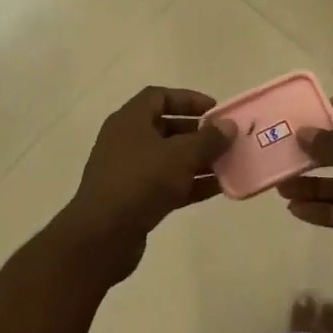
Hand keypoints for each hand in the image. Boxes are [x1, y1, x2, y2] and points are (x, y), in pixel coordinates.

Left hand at [60, 87, 235, 282]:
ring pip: (169, 158)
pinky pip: (167, 184)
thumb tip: (228, 126)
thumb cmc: (141, 182)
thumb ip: (208, 139)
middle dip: (198, 133)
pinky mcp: (134, 199)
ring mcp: (129, 172)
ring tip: (229, 164)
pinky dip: (190, 183)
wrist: (103, 236)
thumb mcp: (180, 155)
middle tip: (225, 139)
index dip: (188, 99)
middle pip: (166, 128)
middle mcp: (126, 141)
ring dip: (198, 160)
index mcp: (130, 121)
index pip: (159, 97)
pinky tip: (218, 189)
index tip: (215, 111)